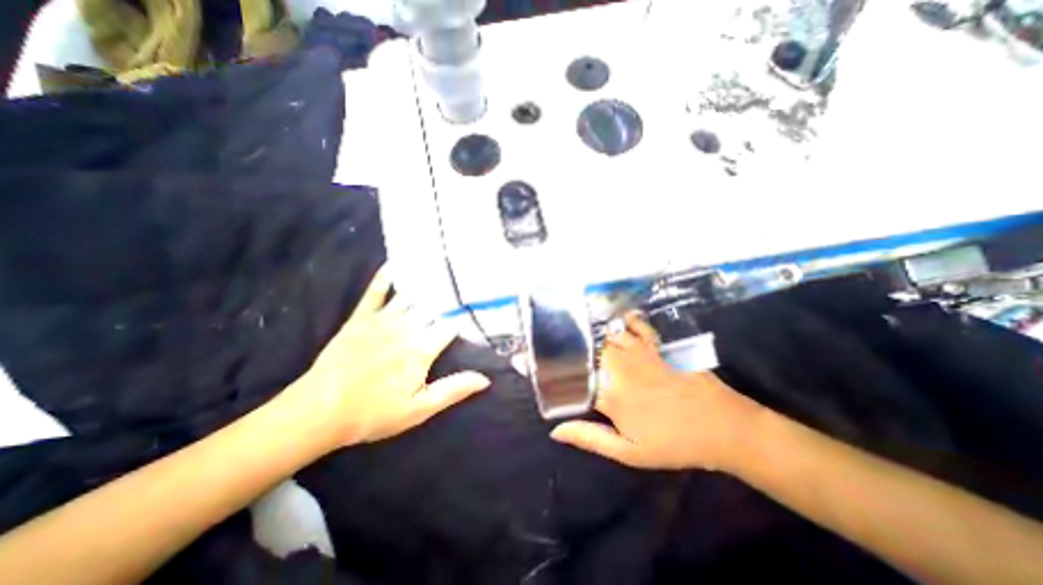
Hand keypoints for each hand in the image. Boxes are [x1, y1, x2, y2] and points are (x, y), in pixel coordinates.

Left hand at [284, 264, 494, 447]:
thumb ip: (452, 390)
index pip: (451, 326)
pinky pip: (376, 291)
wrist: (319, 412)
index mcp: (421, 349)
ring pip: (411, 296)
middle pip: (434, 307)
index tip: (477, 312)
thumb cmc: (373, 413)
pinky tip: (395, 263)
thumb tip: (485, 379)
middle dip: (450, 299)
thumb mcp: (419, 409)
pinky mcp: (361, 317)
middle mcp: (406, 328)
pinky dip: (386, 276)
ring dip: (427, 285)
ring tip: (442, 271)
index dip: (466, 319)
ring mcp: (382, 320)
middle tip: (464, 288)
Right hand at [549, 313, 762, 473]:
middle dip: (572, 352)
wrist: (722, 427)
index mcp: (609, 394)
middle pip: (586, 352)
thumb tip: (555, 431)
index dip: (554, 373)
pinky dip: (625, 320)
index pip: (572, 378)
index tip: (540, 370)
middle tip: (564, 354)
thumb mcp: (629, 452)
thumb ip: (590, 437)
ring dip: (594, 337)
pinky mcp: (656, 344)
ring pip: (606, 337)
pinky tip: (619, 321)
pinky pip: (636, 325)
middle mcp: (619, 367)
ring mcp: (639, 352)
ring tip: (584, 338)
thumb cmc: (673, 443)